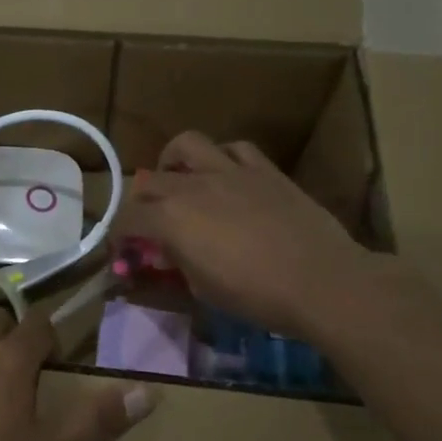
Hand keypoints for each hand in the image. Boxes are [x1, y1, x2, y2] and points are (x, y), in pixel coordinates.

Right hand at [119, 130, 385, 342]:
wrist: (322, 281)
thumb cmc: (257, 296)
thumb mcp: (203, 289)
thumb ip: (177, 264)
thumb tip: (164, 254)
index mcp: (171, 220)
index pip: (128, 219)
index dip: (119, 235)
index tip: (124, 250)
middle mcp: (193, 187)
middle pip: (150, 182)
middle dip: (141, 203)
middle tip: (151, 223)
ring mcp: (230, 172)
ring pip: (187, 145)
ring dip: (174, 161)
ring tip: (180, 180)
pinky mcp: (264, 170)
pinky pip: (235, 149)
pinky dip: (222, 159)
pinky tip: (226, 177)